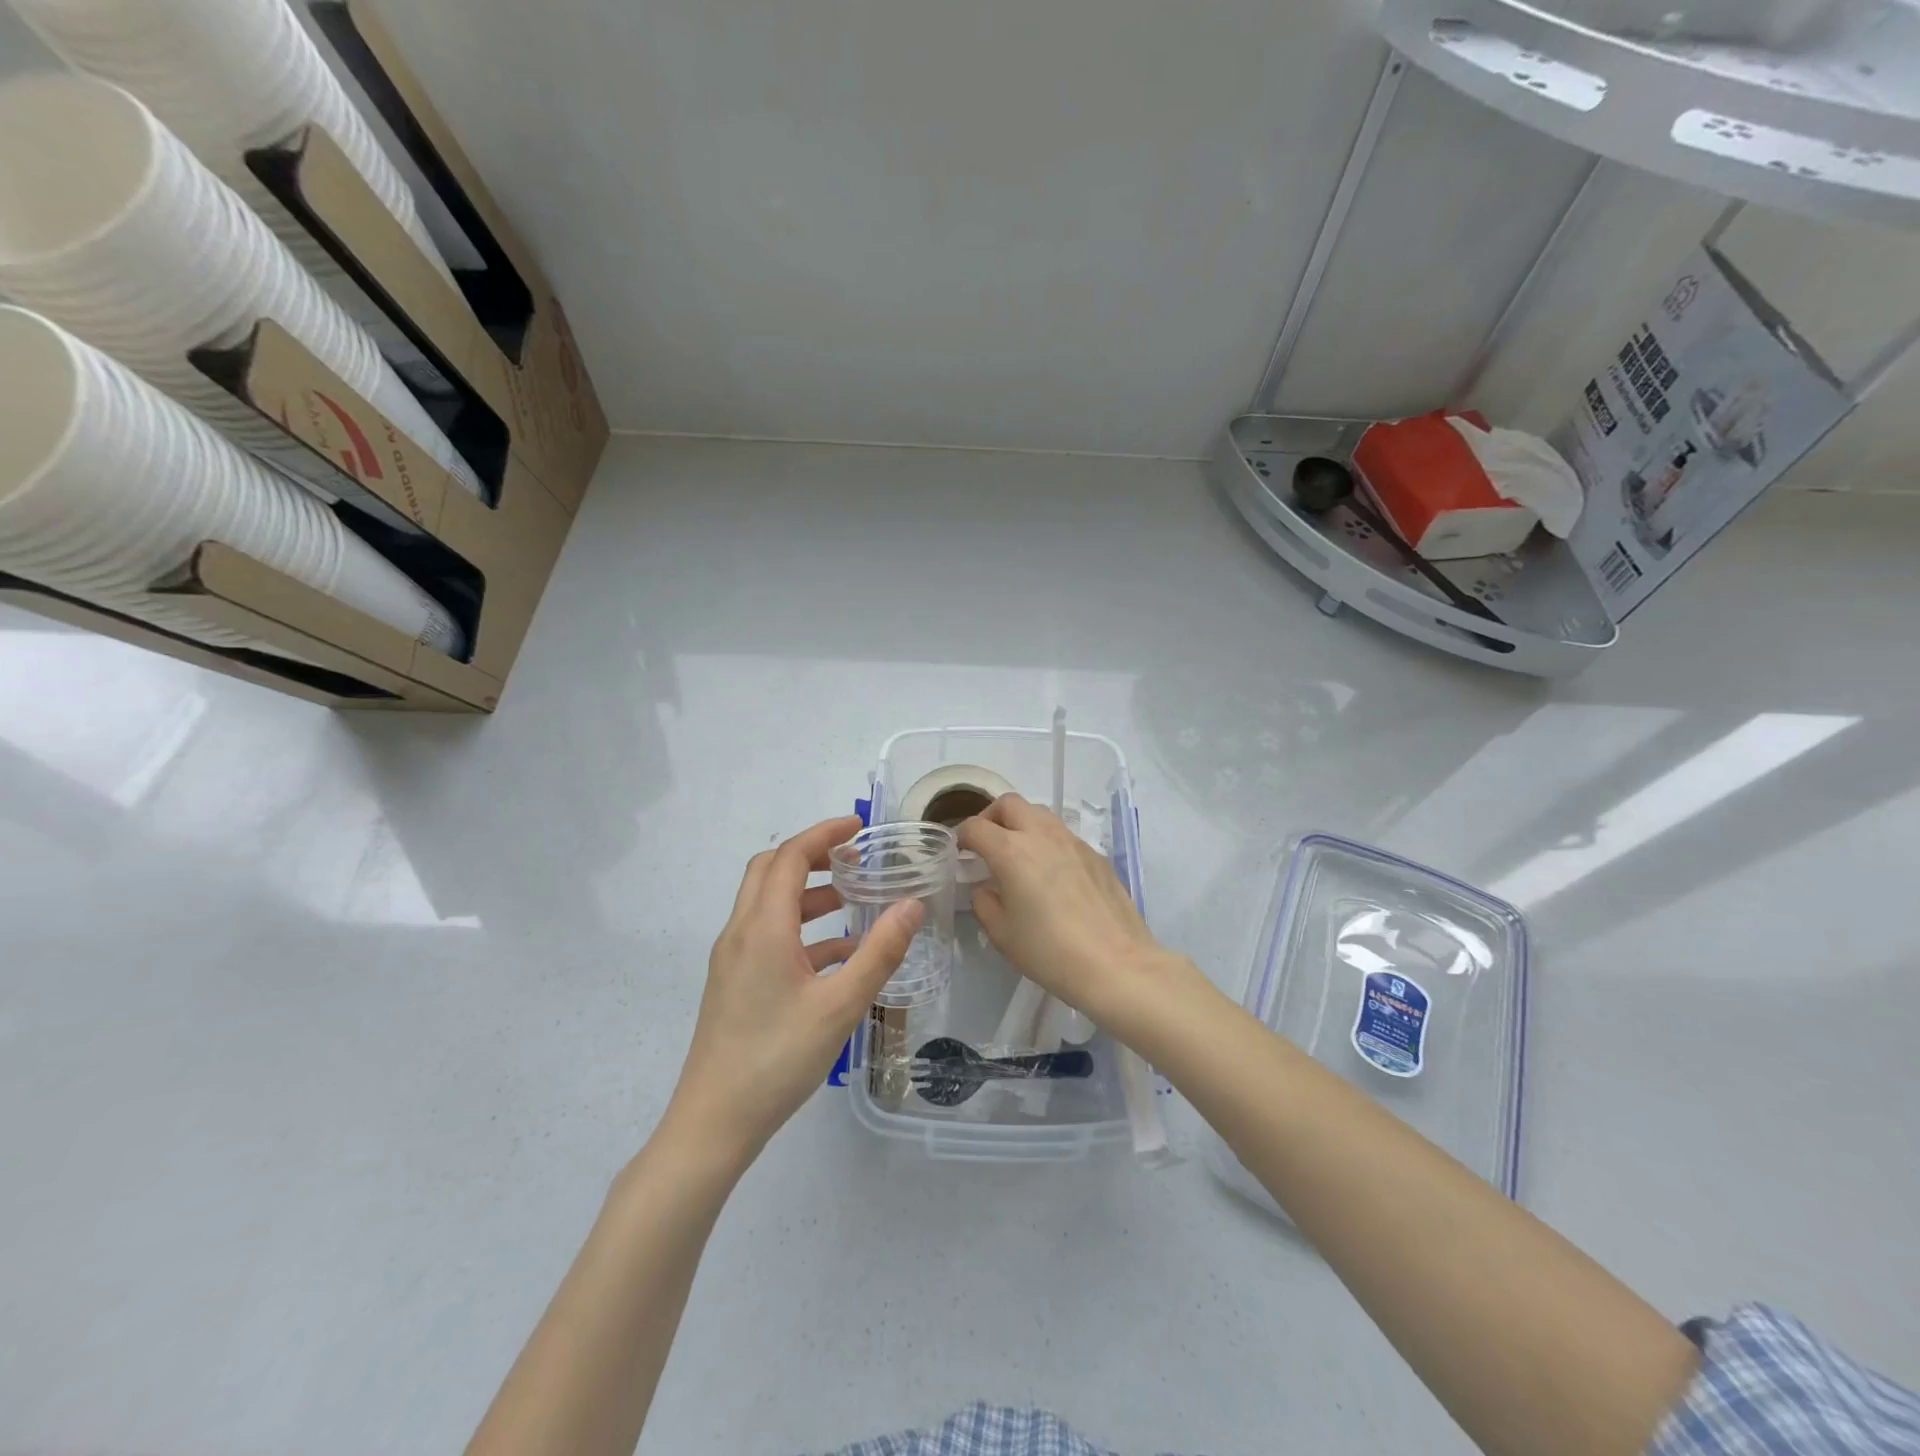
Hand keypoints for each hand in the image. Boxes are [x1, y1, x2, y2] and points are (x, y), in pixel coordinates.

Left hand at [669, 816, 922, 1161]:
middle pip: (771, 871)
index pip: (790, 857)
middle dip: (812, 856)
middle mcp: (741, 932)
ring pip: (768, 904)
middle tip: (854, 858)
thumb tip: (912, 905)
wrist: (714, 1123)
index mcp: (763, 927)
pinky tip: (838, 955)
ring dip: (808, 893)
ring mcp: (733, 958)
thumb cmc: (778, 1058)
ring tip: (853, 900)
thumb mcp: (841, 1005)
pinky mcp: (734, 983)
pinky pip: (768, 936)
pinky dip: (802, 930)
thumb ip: (880, 952)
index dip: (824, 833)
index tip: (859, 826)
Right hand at [957, 793, 1174, 1026]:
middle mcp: (1041, 835)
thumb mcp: (1002, 934)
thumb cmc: (1050, 952)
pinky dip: (1048, 842)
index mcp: (1011, 851)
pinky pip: (1064, 835)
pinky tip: (1052, 875)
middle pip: (1009, 803)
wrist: (1116, 964)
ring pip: (1040, 813)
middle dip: (991, 817)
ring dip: (1022, 824)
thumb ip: (984, 902)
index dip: (962, 836)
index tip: (960, 853)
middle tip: (988, 844)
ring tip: (1019, 855)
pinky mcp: (1096, 854)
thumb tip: (986, 887)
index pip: (976, 826)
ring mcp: (1073, 841)